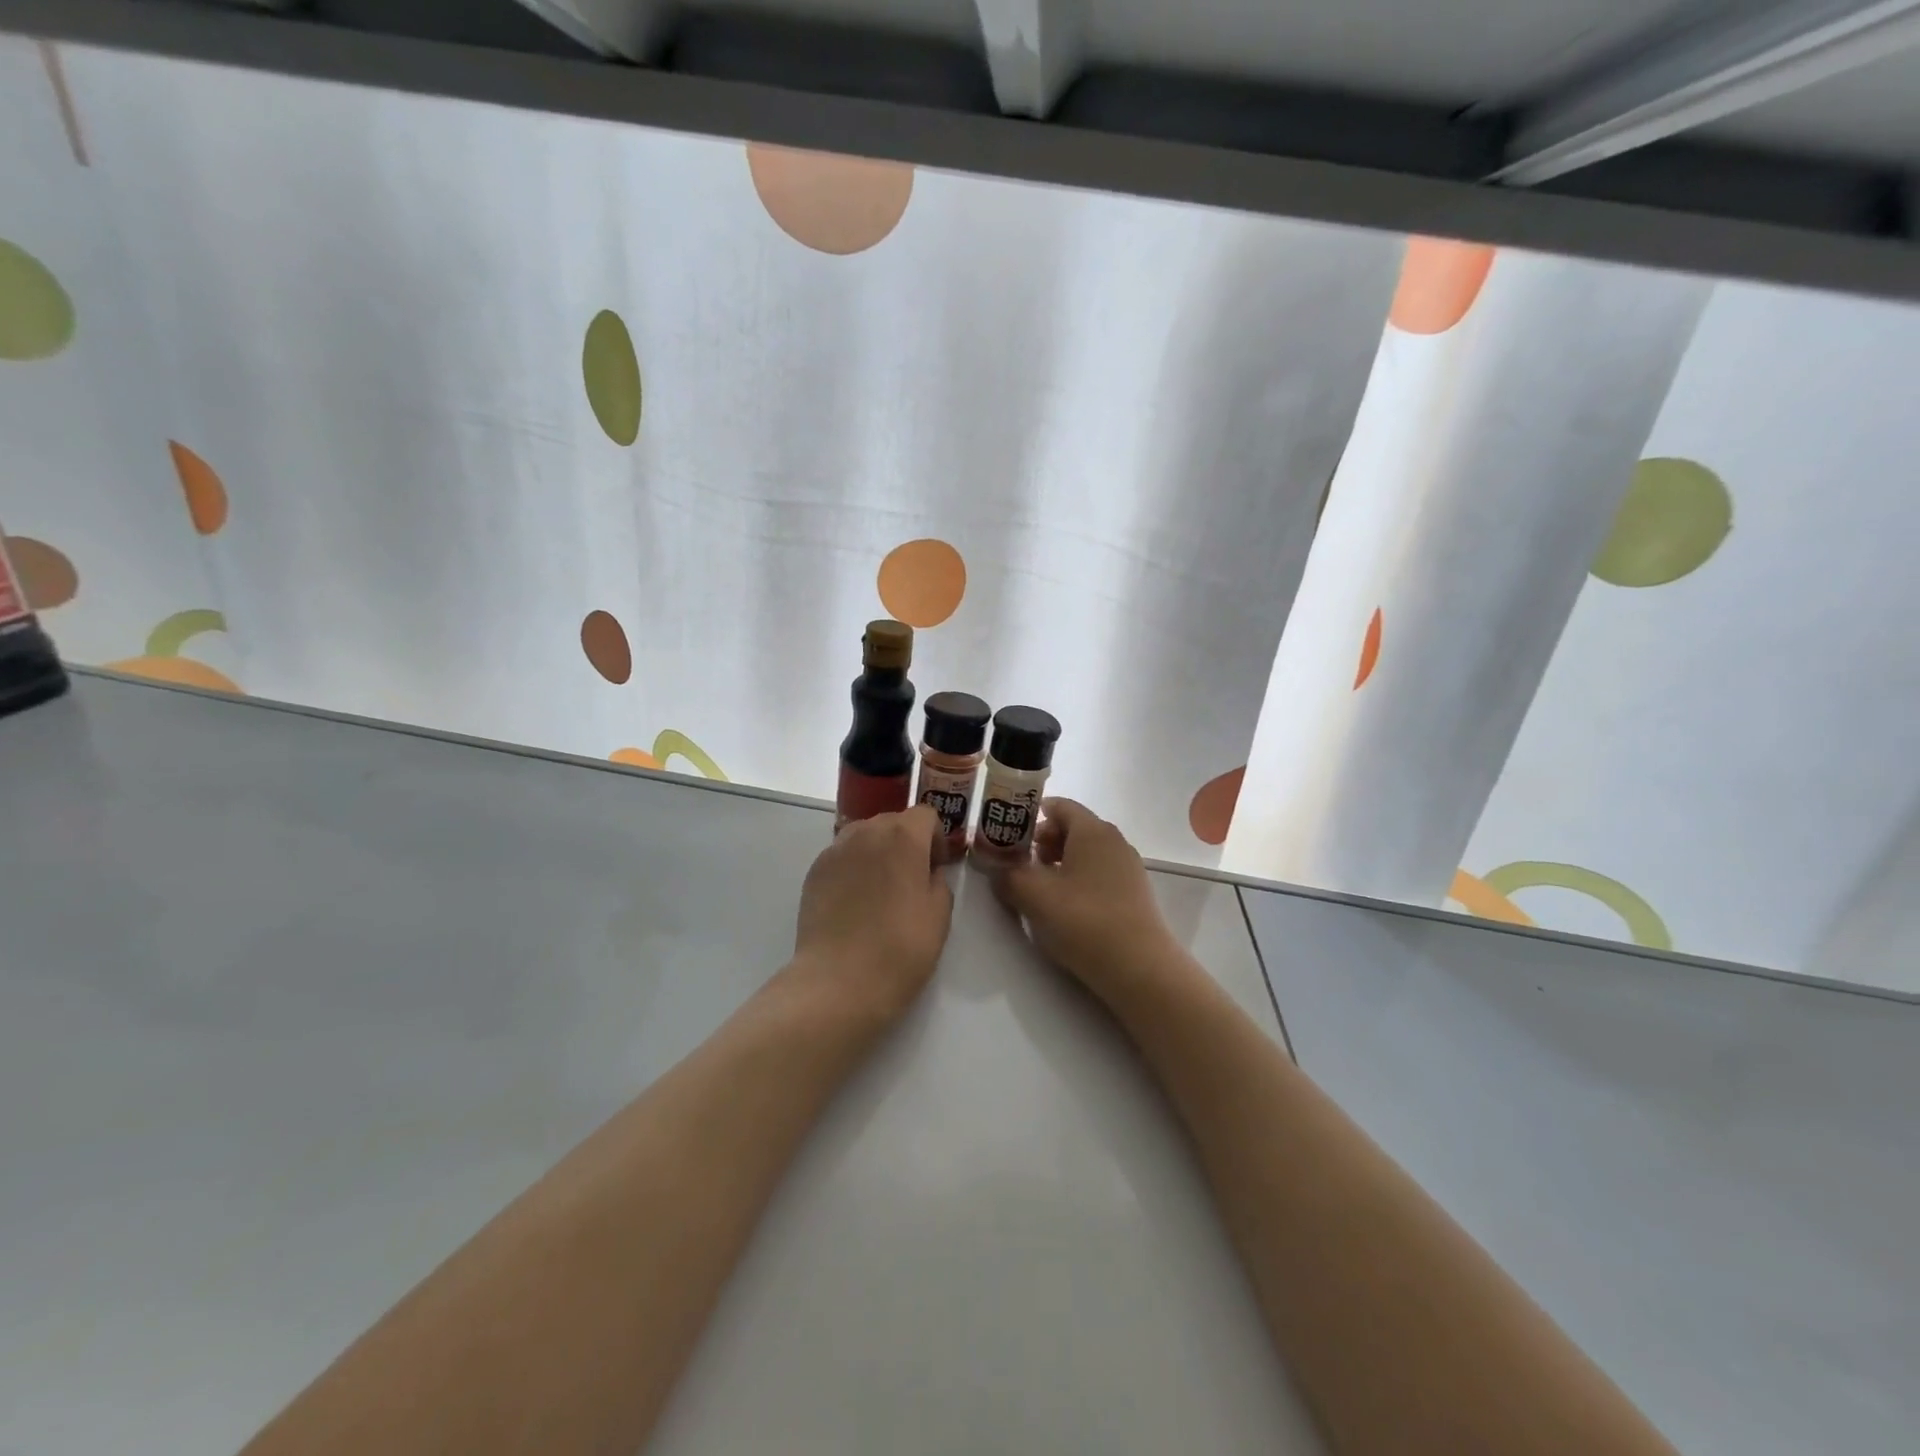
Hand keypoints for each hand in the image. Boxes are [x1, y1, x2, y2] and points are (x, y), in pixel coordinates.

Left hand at [790, 804, 953, 1025]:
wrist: (839, 981)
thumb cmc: (900, 948)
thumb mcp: (939, 915)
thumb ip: (938, 881)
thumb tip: (926, 872)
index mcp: (902, 836)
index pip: (925, 815)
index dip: (935, 838)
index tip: (937, 867)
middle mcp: (866, 832)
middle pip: (892, 821)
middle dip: (906, 841)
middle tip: (911, 879)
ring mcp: (835, 850)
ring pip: (864, 836)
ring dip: (877, 851)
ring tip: (881, 889)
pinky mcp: (814, 871)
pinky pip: (842, 856)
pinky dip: (853, 868)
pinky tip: (855, 902)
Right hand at [989, 799, 1193, 1007]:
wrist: (1139, 968)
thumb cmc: (1083, 920)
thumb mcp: (1034, 896)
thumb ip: (1008, 876)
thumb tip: (996, 869)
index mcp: (1092, 830)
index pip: (1060, 806)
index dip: (1031, 814)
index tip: (1008, 832)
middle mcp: (1114, 841)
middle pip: (1073, 828)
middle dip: (1043, 841)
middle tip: (1020, 863)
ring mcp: (1128, 868)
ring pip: (1087, 853)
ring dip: (1060, 863)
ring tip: (1040, 889)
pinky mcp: (1134, 894)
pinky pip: (1100, 874)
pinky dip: (1078, 880)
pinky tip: (1066, 908)